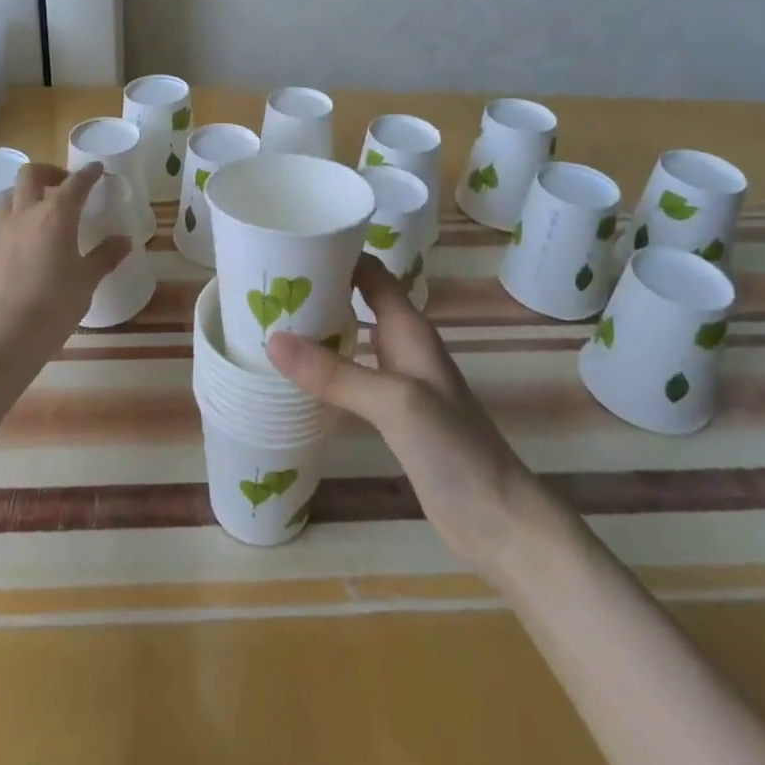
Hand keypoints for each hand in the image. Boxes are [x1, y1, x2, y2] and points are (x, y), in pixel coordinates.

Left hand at [0, 162, 130, 365]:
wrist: (5, 336)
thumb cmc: (55, 304)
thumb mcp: (87, 280)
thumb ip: (105, 256)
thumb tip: (124, 240)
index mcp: (56, 215)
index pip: (75, 182)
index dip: (88, 173)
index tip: (97, 169)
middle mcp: (26, 214)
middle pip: (31, 174)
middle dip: (50, 172)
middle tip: (65, 186)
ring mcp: (3, 232)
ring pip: (11, 196)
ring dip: (27, 196)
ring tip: (44, 214)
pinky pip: (3, 224)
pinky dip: (18, 223)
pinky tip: (29, 245)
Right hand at [266, 255, 533, 573]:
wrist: (497, 519)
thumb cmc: (453, 447)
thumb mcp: (392, 401)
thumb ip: (335, 372)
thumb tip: (272, 339)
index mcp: (408, 327)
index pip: (369, 271)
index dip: (336, 252)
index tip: (290, 246)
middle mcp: (403, 345)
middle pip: (357, 300)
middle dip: (319, 288)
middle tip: (267, 285)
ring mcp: (399, 380)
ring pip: (353, 337)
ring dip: (320, 327)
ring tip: (272, 322)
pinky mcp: (393, 414)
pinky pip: (352, 375)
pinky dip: (326, 368)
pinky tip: (297, 376)